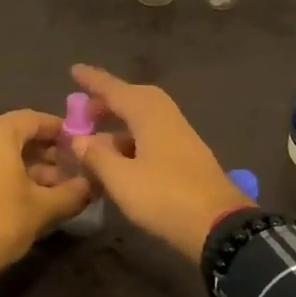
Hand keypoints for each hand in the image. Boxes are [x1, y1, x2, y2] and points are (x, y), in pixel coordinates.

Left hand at [0, 110, 93, 294]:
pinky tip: (20, 196)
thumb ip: (73, 192)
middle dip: (44, 151)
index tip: (79, 144)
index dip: (60, 130)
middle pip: (15, 134)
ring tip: (49, 188)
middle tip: (69, 170)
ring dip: (24, 165)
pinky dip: (1, 173)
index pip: (35, 119)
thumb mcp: (43, 208)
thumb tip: (93, 185)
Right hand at [68, 65, 255, 262]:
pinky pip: (153, 135)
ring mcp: (181, 137)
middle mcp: (167, 118)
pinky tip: (121, 160)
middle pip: (135, 99)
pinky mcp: (187, 157)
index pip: (116, 91)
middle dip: (109, 101)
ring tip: (96, 139)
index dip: (94, 81)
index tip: (74, 70)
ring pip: (145, 119)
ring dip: (120, 122)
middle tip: (85, 110)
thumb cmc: (165, 197)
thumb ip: (98, 156)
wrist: (221, 226)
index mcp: (150, 115)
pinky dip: (133, 139)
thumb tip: (80, 139)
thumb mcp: (122, 180)